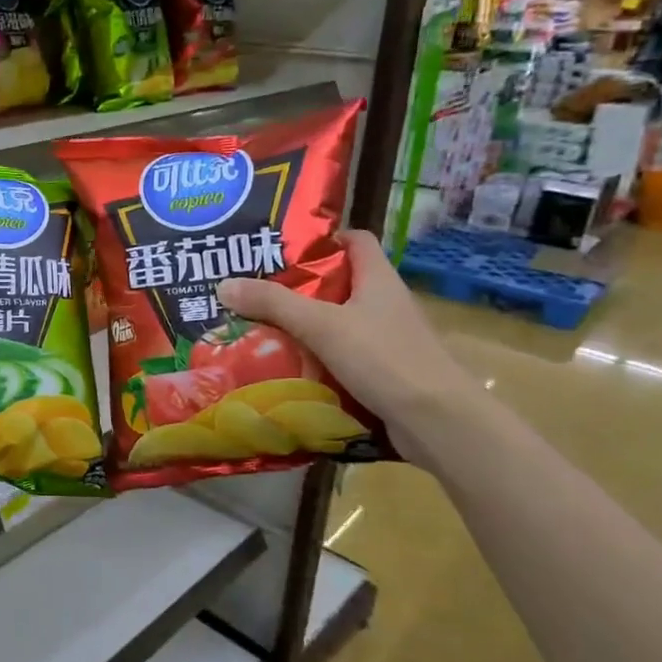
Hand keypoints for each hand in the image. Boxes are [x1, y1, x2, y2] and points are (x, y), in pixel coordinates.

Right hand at [216, 231, 479, 457]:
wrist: (437, 422)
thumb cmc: (384, 358)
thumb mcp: (321, 325)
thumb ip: (273, 304)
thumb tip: (224, 284)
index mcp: (379, 279)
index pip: (355, 241)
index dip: (323, 239)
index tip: (283, 249)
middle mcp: (386, 304)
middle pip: (340, 283)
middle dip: (300, 287)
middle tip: (256, 291)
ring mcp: (388, 340)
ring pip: (339, 323)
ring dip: (306, 326)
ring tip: (261, 329)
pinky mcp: (385, 373)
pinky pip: (343, 356)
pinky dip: (318, 359)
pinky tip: (288, 367)